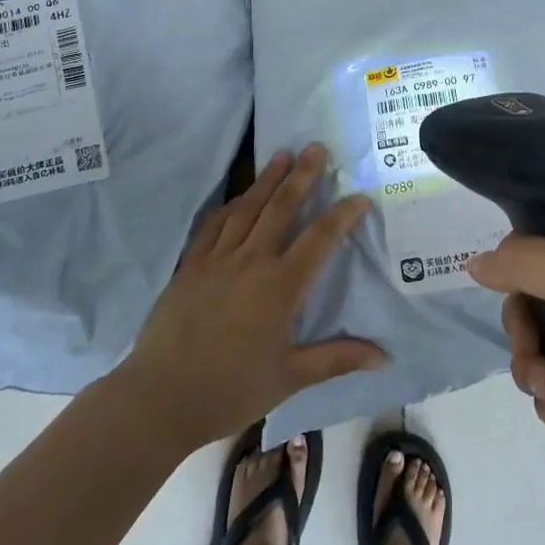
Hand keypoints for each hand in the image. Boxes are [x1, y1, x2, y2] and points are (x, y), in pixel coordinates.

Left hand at [120, 143, 386, 448]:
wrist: (159, 397)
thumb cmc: (231, 390)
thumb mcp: (291, 377)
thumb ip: (337, 358)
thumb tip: (385, 357)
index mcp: (280, 286)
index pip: (320, 238)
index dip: (343, 214)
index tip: (360, 196)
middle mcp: (251, 261)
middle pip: (281, 207)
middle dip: (302, 175)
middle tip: (315, 147)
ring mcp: (217, 259)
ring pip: (247, 208)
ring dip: (267, 179)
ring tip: (282, 155)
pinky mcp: (190, 265)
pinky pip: (214, 224)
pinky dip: (230, 205)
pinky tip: (238, 197)